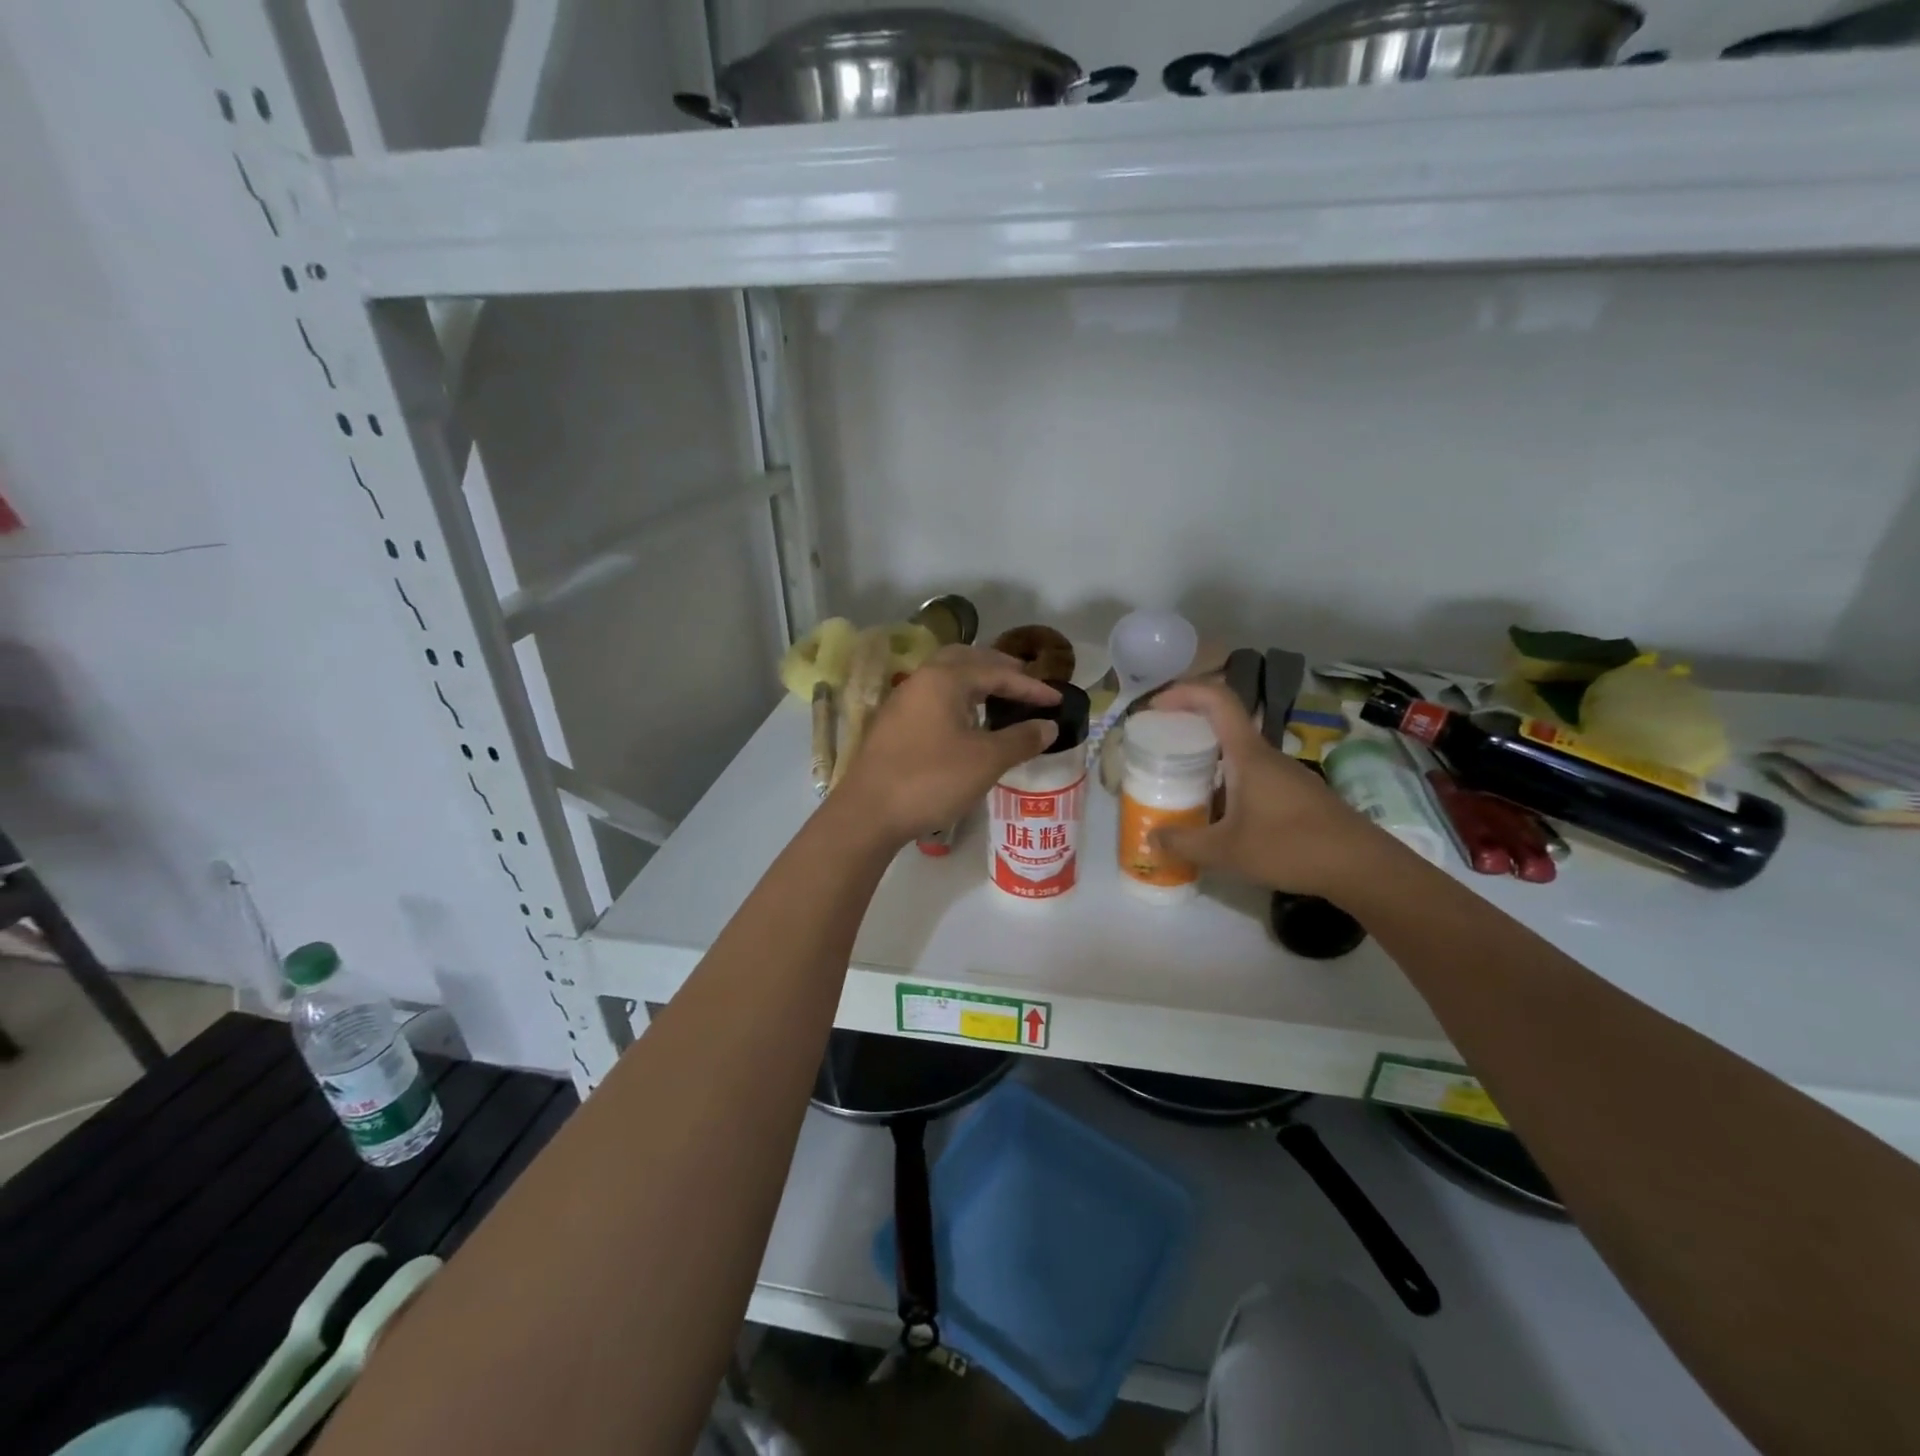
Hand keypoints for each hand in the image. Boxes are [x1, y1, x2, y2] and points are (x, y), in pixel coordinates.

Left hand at [834, 647, 1060, 848]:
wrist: (868, 813)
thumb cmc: (931, 780)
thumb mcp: (986, 761)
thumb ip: (1020, 739)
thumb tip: (1049, 725)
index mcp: (944, 679)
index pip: (996, 673)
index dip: (1030, 687)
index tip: (1057, 699)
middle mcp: (921, 680)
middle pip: (966, 660)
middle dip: (998, 669)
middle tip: (1025, 682)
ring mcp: (902, 701)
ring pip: (945, 677)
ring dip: (975, 681)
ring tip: (999, 697)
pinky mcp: (893, 724)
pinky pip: (933, 698)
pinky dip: (957, 699)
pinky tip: (966, 721)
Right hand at [1149, 680, 1386, 897]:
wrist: (1362, 867)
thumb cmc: (1291, 847)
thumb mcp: (1226, 851)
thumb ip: (1184, 843)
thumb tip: (1151, 837)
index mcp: (1248, 755)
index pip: (1218, 700)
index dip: (1184, 692)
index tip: (1155, 707)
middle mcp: (1266, 756)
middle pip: (1224, 726)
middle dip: (1188, 731)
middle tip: (1158, 749)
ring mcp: (1285, 775)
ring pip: (1238, 756)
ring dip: (1207, 762)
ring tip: (1181, 788)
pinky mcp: (1296, 795)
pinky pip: (1252, 778)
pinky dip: (1227, 785)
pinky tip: (1218, 818)